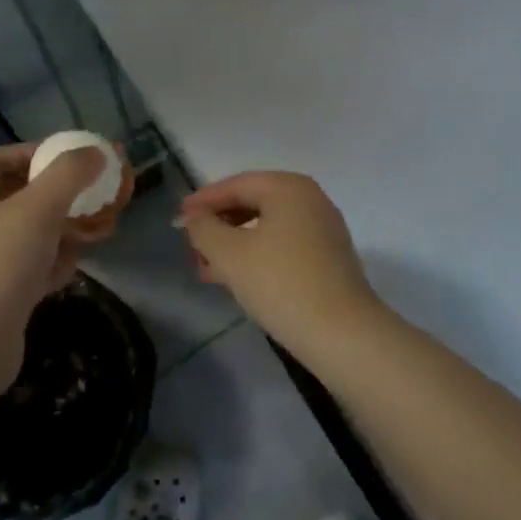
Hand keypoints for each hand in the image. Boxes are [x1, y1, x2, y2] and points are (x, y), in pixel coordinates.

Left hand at [0, 142, 106, 337]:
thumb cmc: (1, 261)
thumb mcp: (39, 206)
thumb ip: (70, 173)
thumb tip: (95, 152)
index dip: (30, 152)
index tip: (66, 158)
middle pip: (19, 195)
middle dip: (60, 193)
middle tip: (93, 194)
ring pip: (31, 232)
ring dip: (65, 228)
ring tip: (98, 229)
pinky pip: (32, 265)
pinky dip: (54, 262)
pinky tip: (74, 267)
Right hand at [178, 171, 385, 359]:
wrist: (343, 334)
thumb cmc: (281, 283)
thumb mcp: (230, 254)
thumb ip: (204, 229)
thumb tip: (194, 218)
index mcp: (288, 187)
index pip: (236, 185)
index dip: (203, 201)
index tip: (177, 218)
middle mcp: (309, 199)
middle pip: (252, 203)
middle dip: (218, 225)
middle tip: (190, 246)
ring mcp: (323, 228)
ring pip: (266, 227)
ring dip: (234, 244)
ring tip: (205, 269)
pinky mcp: (328, 257)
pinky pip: (283, 244)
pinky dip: (256, 255)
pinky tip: (236, 279)